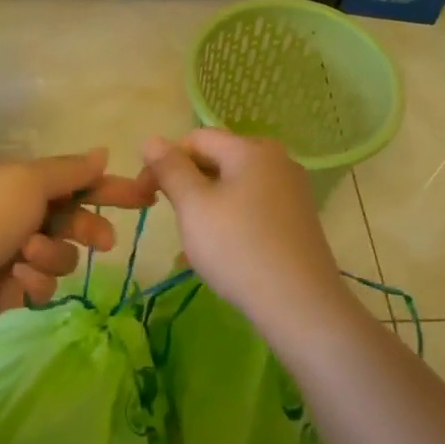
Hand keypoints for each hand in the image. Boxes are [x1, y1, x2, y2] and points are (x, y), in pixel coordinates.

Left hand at [0, 149, 155, 337]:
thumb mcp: (28, 181)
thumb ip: (69, 171)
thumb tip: (102, 152)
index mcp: (21, 182)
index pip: (77, 181)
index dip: (111, 188)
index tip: (146, 197)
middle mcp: (19, 214)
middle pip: (74, 220)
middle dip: (89, 229)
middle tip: (103, 241)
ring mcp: (13, 252)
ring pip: (61, 255)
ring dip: (51, 255)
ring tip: (26, 256)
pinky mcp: (9, 289)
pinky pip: (42, 284)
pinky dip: (33, 280)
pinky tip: (15, 278)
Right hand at [141, 130, 347, 332]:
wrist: (298, 304)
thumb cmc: (237, 248)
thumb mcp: (194, 206)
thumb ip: (170, 169)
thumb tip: (151, 139)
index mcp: (252, 149)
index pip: (196, 139)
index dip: (164, 161)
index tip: (145, 195)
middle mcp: (277, 161)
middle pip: (217, 160)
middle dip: (186, 184)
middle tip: (168, 217)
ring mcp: (291, 191)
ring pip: (233, 186)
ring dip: (205, 205)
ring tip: (192, 240)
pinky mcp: (296, 220)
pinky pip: (252, 208)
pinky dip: (229, 220)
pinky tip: (219, 251)